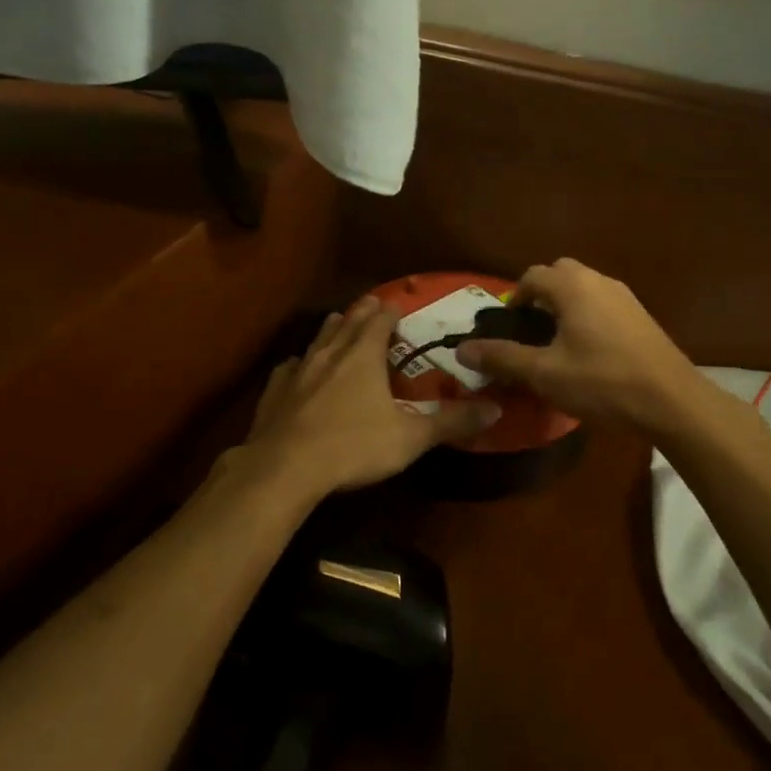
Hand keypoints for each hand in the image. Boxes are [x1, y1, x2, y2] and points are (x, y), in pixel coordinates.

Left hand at [235, 297, 500, 500]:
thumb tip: (495, 408)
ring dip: (330, 329)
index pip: (379, 322)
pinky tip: (296, 367)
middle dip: (361, 312)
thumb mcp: (410, 438)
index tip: (396, 304)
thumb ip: (451, 422)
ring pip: (317, 340)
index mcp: (363, 356)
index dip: (390, 311)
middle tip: (370, 302)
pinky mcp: (274, 393)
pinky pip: (288, 368)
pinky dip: (298, 363)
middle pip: (348, 323)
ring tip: (336, 320)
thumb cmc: (353, 446)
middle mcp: (330, 354)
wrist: (285, 468)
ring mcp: (299, 371)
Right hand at [457, 258, 698, 427]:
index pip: (532, 276)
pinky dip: (587, 315)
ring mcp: (625, 296)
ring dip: (565, 304)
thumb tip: (462, 350)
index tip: (509, 327)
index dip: (514, 298)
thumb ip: (502, 358)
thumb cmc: (602, 382)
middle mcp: (599, 281)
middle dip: (541, 294)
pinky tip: (589, 351)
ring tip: (557, 342)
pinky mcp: (641, 316)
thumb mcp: (544, 374)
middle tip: (532, 329)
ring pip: (584, 287)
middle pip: (560, 273)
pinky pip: (603, 302)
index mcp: (572, 287)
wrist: (672, 401)